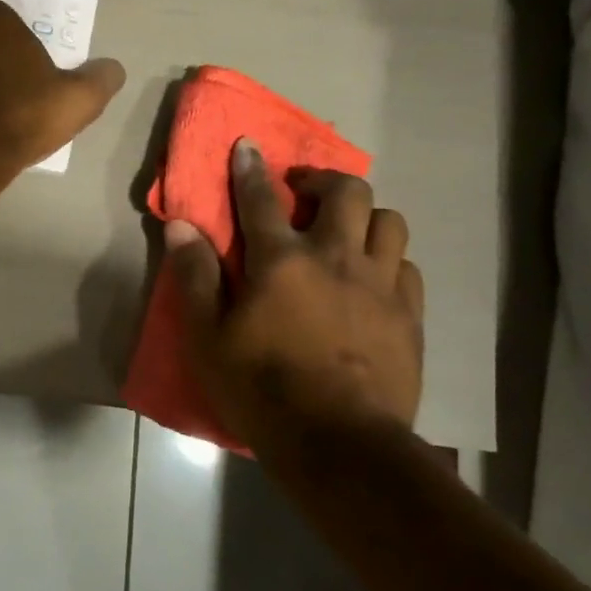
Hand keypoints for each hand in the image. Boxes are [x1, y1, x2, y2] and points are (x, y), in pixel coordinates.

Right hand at [168, 139, 423, 450]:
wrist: (340, 446)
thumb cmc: (261, 389)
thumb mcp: (208, 337)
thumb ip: (194, 276)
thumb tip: (181, 226)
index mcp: (282, 260)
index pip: (261, 197)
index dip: (250, 168)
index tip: (247, 144)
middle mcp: (336, 258)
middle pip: (346, 191)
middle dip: (323, 179)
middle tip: (303, 192)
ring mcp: (380, 285)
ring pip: (387, 221)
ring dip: (364, 216)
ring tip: (344, 233)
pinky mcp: (410, 315)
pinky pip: (407, 266)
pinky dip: (388, 259)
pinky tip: (373, 278)